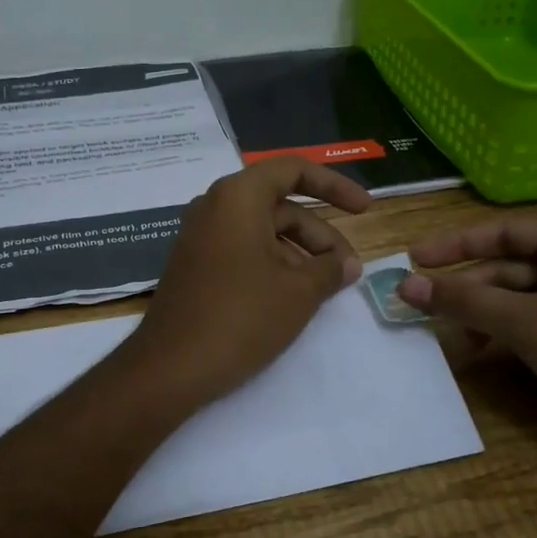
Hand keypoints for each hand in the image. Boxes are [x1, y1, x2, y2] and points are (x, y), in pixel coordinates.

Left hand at [121, 157, 372, 407]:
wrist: (171, 367)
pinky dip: (273, 264)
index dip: (335, 185)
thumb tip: (348, 265)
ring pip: (263, 231)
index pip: (294, 170)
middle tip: (348, 270)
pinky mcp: (195, 266)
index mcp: (238, 197)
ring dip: (300, 253)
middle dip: (320, 234)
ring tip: (325, 288)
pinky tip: (293, 297)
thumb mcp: (299, 291)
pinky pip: (242, 251)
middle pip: (280, 205)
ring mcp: (200, 238)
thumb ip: (330, 269)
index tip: (365, 211)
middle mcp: (214, 207)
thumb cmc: (242, 317)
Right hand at [398, 216, 536, 448]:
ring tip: (451, 333)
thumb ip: (461, 300)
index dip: (455, 244)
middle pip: (510, 265)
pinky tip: (480, 350)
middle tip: (421, 303)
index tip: (414, 257)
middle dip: (468, 288)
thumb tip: (403, 285)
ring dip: (483, 313)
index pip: (506, 231)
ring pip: (520, 296)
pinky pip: (536, 318)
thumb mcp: (520, 321)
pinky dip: (506, 330)